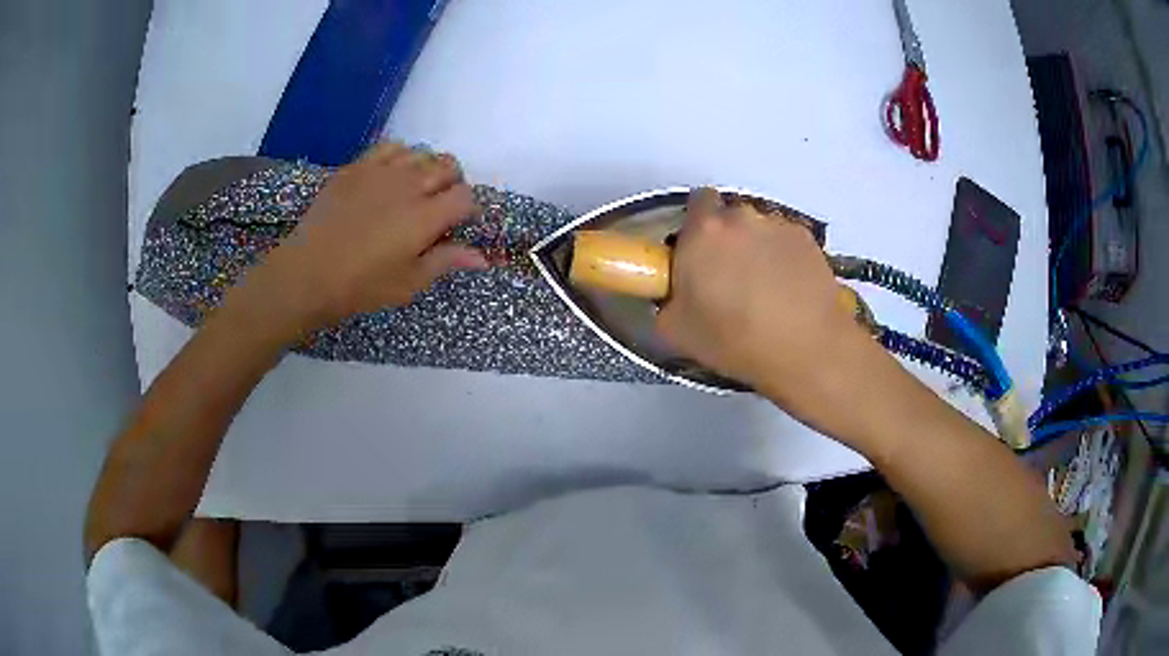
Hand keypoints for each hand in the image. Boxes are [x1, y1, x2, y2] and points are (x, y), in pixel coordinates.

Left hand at [230, 143, 486, 337]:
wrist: (308, 273)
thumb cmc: (361, 285)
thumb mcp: (408, 282)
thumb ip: (446, 261)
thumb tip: (484, 257)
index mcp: (426, 216)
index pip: (465, 196)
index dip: (467, 209)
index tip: (456, 225)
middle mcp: (409, 184)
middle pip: (449, 166)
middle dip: (452, 184)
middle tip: (437, 207)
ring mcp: (381, 171)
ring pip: (422, 153)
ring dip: (427, 168)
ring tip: (414, 190)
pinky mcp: (357, 167)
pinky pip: (390, 147)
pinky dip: (400, 156)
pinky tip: (391, 175)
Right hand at [656, 189, 870, 402]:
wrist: (806, 350)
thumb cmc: (734, 340)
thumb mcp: (675, 331)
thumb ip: (665, 300)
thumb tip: (673, 295)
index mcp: (703, 231)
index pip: (696, 202)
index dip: (696, 226)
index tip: (698, 253)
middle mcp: (741, 216)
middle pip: (730, 216)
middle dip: (727, 238)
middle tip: (730, 276)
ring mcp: (779, 225)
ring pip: (760, 228)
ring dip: (757, 247)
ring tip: (766, 287)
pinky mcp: (808, 239)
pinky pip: (786, 241)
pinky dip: (784, 257)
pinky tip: (790, 289)